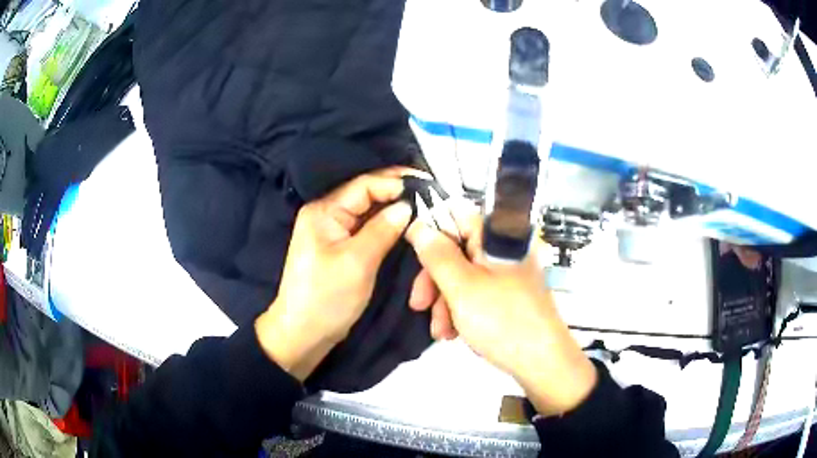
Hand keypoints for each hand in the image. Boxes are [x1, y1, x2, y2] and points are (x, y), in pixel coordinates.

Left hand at [255, 168, 417, 380]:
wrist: (303, 334)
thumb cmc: (326, 298)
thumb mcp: (357, 262)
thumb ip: (383, 230)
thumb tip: (408, 205)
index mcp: (323, 211)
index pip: (364, 185)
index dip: (395, 181)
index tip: (427, 185)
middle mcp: (326, 215)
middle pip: (366, 195)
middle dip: (398, 194)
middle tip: (432, 195)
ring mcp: (332, 232)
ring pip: (368, 212)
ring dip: (394, 210)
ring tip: (425, 208)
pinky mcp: (340, 248)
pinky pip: (366, 229)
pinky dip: (386, 226)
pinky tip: (405, 226)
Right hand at [405, 211, 596, 415]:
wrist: (543, 362)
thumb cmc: (502, 320)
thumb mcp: (461, 287)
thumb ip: (437, 254)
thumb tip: (418, 226)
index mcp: (498, 236)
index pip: (457, 215)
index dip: (432, 232)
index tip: (412, 255)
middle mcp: (504, 249)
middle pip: (457, 250)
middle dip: (434, 279)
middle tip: (418, 305)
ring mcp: (508, 274)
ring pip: (464, 276)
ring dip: (444, 302)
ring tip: (441, 332)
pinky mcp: (509, 296)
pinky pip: (477, 293)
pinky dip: (461, 311)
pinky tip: (455, 333)